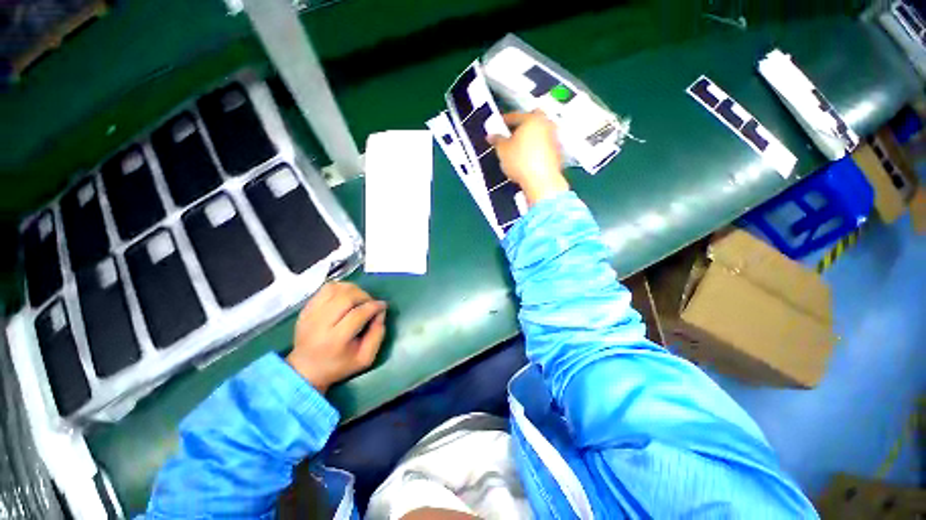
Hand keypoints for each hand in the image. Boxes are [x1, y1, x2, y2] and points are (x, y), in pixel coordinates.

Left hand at [287, 282, 386, 392]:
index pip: (358, 314)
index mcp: (337, 339)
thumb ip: (376, 336)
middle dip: (363, 295)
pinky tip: (344, 296)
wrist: (307, 368)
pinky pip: (323, 289)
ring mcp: (311, 313)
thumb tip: (380, 313)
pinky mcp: (306, 308)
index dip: (373, 306)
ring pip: (334, 288)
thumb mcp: (364, 359)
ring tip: (358, 297)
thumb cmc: (338, 366)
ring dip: (351, 289)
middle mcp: (322, 322)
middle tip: (370, 302)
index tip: (382, 306)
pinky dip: (338, 288)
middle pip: (345, 297)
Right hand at [489, 110, 568, 205]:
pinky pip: (545, 144)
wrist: (543, 182)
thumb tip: (492, 136)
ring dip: (531, 135)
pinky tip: (529, 155)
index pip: (516, 115)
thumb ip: (497, 139)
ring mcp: (555, 138)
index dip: (505, 120)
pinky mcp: (559, 152)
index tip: (498, 125)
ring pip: (541, 132)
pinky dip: (537, 146)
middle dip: (523, 124)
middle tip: (512, 132)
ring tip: (519, 145)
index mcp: (532, 119)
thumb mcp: (502, 149)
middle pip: (533, 120)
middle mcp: (547, 125)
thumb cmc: (521, 160)